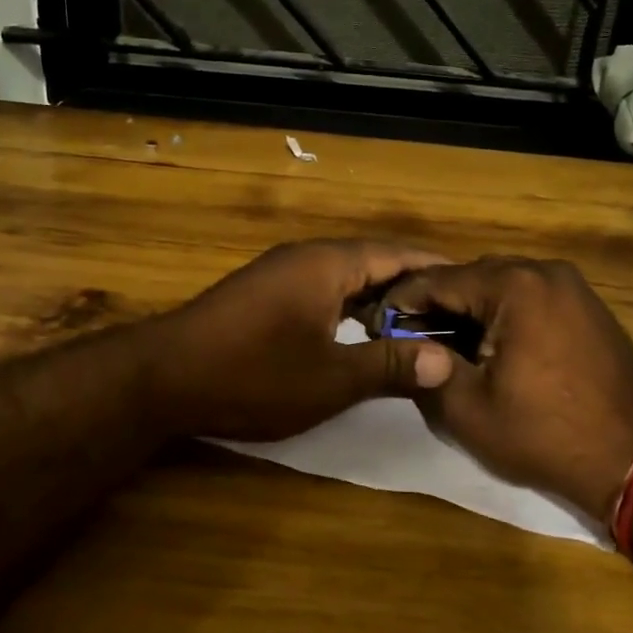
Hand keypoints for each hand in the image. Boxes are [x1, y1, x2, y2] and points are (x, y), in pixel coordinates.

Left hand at [148, 240, 454, 442]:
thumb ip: (389, 365)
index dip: (435, 268)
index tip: (470, 284)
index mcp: (328, 264)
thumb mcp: (331, 378)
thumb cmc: (253, 374)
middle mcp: (306, 257)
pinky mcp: (262, 292)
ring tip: (415, 324)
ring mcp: (280, 272)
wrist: (162, 377)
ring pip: (344, 276)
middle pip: (372, 261)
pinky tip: (358, 332)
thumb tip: (445, 361)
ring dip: (378, 297)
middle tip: (451, 311)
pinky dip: (348, 305)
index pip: (397, 254)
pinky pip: (321, 288)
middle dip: (411, 284)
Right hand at [383, 257, 632, 520]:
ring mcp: (572, 286)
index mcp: (513, 286)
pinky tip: (493, 344)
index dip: (402, 301)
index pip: (438, 280)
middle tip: (409, 335)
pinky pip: (532, 297)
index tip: (377, 322)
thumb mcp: (468, 409)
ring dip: (472, 308)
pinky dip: (505, 313)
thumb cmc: (544, 435)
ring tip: (448, 343)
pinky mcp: (588, 306)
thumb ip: (426, 367)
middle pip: (472, 276)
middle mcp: (544, 271)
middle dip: (438, 304)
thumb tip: (403, 345)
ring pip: (502, 285)